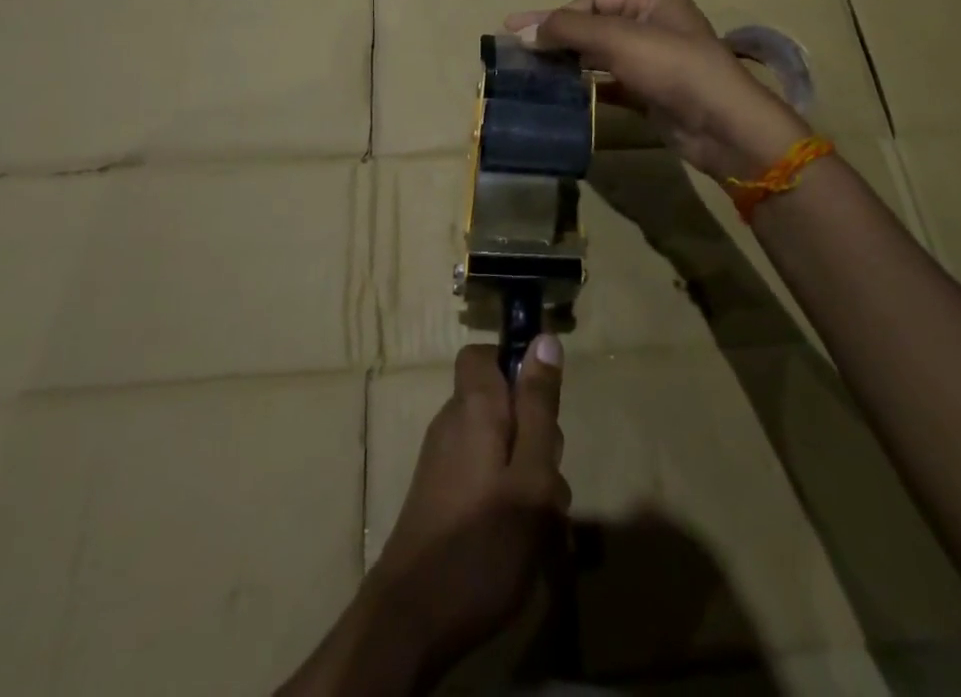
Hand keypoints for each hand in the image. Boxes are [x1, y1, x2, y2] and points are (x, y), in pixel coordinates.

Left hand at [370, 340, 570, 680]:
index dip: (515, 366)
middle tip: (549, 484)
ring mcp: (442, 462)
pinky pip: (483, 477)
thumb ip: (539, 407)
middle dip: (536, 436)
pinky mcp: (440, 498)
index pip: (482, 354)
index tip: (544, 404)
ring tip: (543, 527)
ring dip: (527, 476)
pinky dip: (507, 499)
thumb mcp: (530, 475)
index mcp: (473, 406)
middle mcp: (452, 424)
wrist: (411, 622)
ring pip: (498, 446)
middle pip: (501, 405)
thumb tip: (544, 339)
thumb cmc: (482, 543)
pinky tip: (523, 543)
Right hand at [505, 0, 808, 182]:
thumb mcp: (618, 39)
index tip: (515, 30)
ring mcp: (654, 61)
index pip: (593, 1)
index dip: (555, 15)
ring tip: (531, 72)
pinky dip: (587, 86)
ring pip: (601, 56)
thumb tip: (524, 29)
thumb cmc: (672, 67)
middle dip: (558, 38)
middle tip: (516, 51)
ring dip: (569, 62)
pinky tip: (561, 93)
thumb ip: (570, 29)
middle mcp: (654, 24)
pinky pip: (611, 84)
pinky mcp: (651, 93)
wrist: (722, 125)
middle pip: (595, 27)